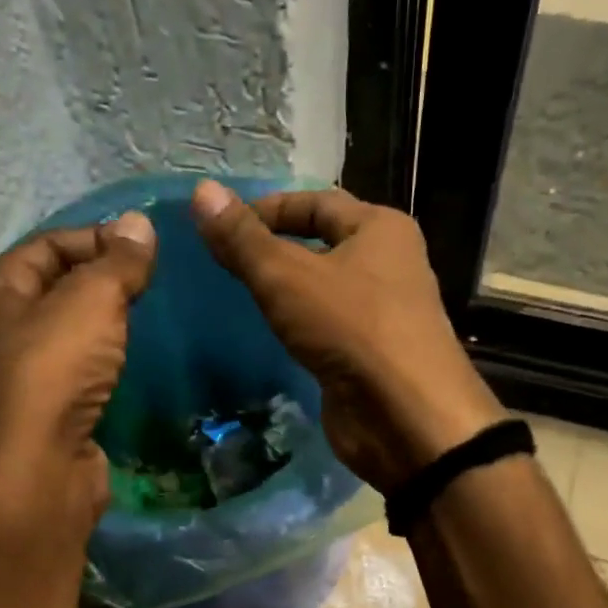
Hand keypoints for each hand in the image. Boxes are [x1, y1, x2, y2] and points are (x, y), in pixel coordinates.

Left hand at [0, 211, 156, 540]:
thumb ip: (118, 262)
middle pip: (56, 287)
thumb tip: (140, 223)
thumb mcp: (91, 301)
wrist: (37, 471)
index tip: (148, 249)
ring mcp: (17, 376)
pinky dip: (105, 361)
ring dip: (106, 324)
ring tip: (150, 317)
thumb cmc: (52, 372)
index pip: (48, 244)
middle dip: (104, 281)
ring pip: (68, 333)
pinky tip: (132, 361)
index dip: (98, 239)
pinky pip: (78, 370)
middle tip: (154, 283)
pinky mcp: (44, 412)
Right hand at [191, 180, 502, 491]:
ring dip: (288, 293)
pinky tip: (272, 336)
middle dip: (277, 251)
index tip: (223, 227)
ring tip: (240, 297)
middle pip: (323, 245)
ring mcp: (382, 314)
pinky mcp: (372, 356)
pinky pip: (329, 329)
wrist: (405, 416)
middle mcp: (389, 265)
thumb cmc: (352, 328)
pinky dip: (300, 328)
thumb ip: (243, 240)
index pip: (317, 202)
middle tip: (227, 263)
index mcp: (381, 229)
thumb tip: (202, 192)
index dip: (268, 209)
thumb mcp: (287, 277)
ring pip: (325, 291)